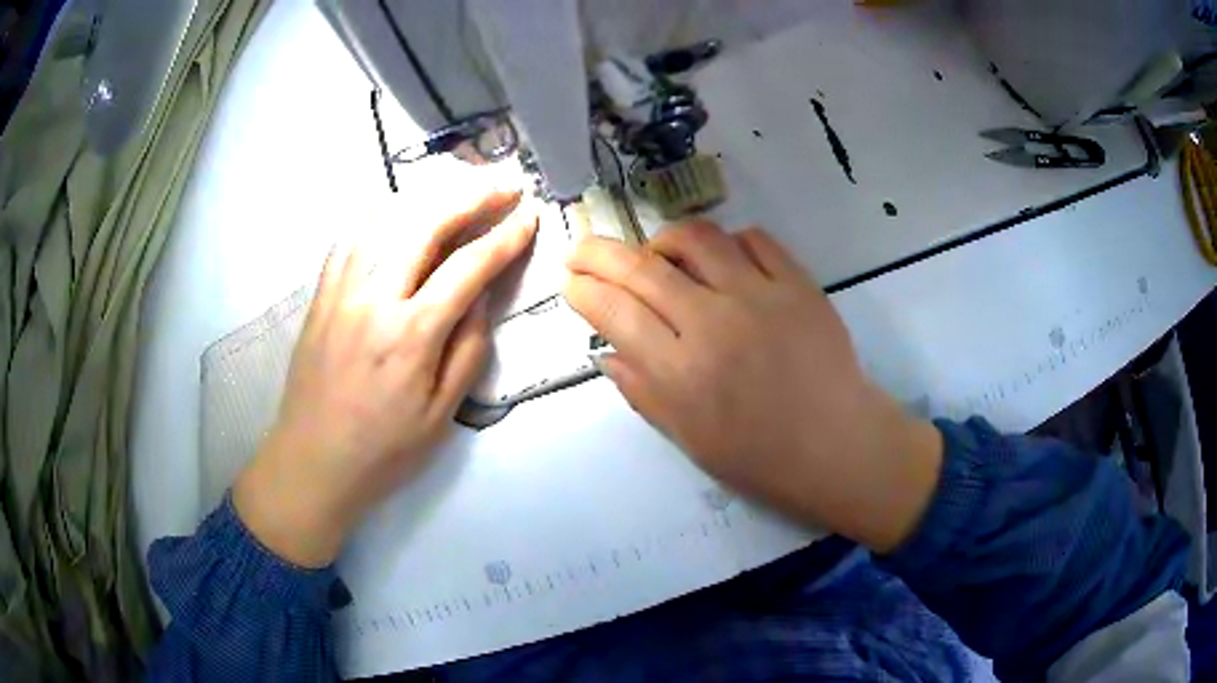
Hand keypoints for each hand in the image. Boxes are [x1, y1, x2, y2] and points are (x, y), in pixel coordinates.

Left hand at [234, 190, 537, 566]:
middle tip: (502, 184)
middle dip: (471, 197)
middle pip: (426, 224)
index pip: (468, 267)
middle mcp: (374, 298)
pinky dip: (381, 214)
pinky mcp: (321, 294)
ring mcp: (341, 290)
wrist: (312, 461)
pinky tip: (400, 209)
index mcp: (411, 334)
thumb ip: (468, 348)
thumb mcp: (441, 415)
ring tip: (460, 186)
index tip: (528, 217)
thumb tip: (480, 295)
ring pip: (386, 220)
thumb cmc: (383, 450)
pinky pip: (351, 237)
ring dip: (429, 196)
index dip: (504, 238)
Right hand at [564, 220, 941, 551]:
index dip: (583, 290)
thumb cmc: (761, 457)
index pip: (615, 312)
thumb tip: (607, 351)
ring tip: (657, 254)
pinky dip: (727, 242)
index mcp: (683, 373)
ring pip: (696, 238)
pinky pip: (754, 239)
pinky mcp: (799, 284)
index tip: (570, 283)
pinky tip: (721, 262)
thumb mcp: (689, 439)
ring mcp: (761, 296)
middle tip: (582, 249)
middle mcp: (715, 324)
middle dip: (598, 252)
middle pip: (642, 268)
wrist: (838, 445)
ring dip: (663, 239)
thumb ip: (643, 392)